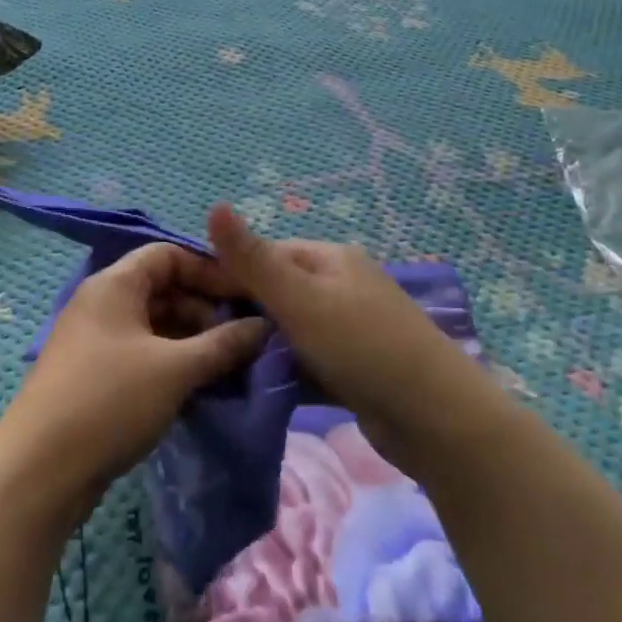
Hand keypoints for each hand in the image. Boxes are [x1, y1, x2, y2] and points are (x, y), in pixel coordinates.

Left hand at [0, 243, 268, 520]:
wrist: (40, 472)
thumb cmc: (109, 402)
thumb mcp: (175, 369)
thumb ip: (223, 344)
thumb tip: (264, 327)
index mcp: (114, 285)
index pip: (168, 254)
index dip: (209, 270)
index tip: (245, 298)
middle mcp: (101, 305)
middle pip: (163, 289)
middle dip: (205, 310)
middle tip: (241, 339)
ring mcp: (96, 342)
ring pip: (155, 326)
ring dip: (192, 341)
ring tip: (227, 367)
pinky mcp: (95, 376)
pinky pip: (143, 355)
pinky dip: (172, 364)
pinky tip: (199, 387)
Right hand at [207, 204, 487, 477]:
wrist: (434, 417)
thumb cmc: (362, 346)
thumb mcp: (300, 299)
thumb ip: (253, 259)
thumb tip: (215, 203)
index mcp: (330, 259)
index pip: (265, 255)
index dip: (226, 275)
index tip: (187, 306)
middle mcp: (341, 286)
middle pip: (276, 293)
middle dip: (241, 315)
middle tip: (200, 343)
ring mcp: (349, 328)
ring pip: (289, 331)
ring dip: (260, 347)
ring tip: (219, 368)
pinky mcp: (353, 367)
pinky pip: (306, 362)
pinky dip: (283, 372)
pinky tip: (253, 390)